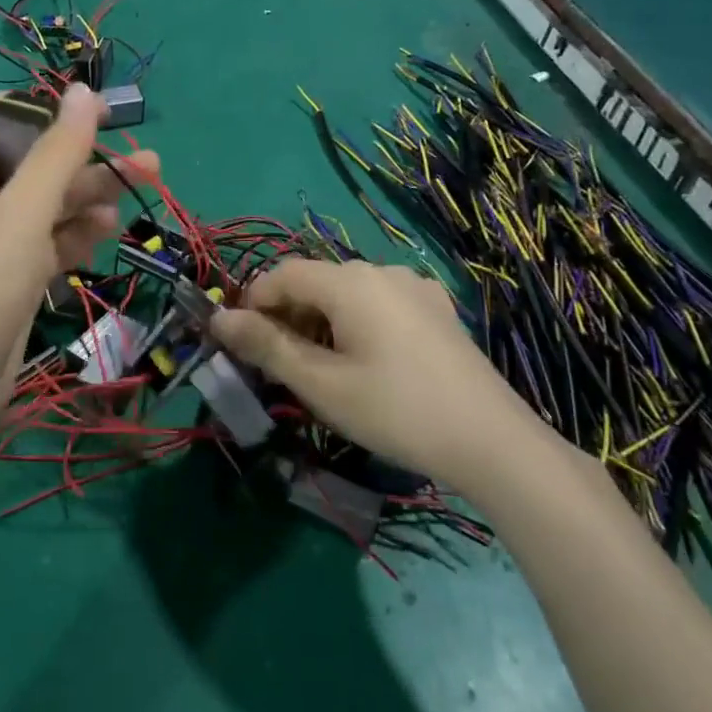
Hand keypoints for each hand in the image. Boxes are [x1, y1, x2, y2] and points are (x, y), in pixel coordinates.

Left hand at [0, 87, 157, 442]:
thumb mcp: (23, 212)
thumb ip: (57, 153)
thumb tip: (82, 90)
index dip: (24, 105)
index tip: (76, 111)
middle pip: (27, 160)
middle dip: (80, 155)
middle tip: (137, 154)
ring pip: (45, 203)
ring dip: (89, 193)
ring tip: (141, 185)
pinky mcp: (10, 278)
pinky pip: (47, 241)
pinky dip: (75, 233)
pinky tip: (107, 232)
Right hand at [212, 259, 545, 485]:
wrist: (492, 441)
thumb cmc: (395, 411)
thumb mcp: (321, 384)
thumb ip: (266, 346)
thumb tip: (219, 319)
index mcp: (349, 280)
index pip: (282, 274)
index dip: (254, 304)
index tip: (244, 345)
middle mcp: (381, 270)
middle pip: (316, 281)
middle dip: (288, 317)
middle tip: (281, 368)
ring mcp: (414, 287)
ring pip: (347, 293)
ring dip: (322, 322)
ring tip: (323, 370)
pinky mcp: (436, 308)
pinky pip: (379, 303)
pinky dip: (356, 323)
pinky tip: (369, 363)